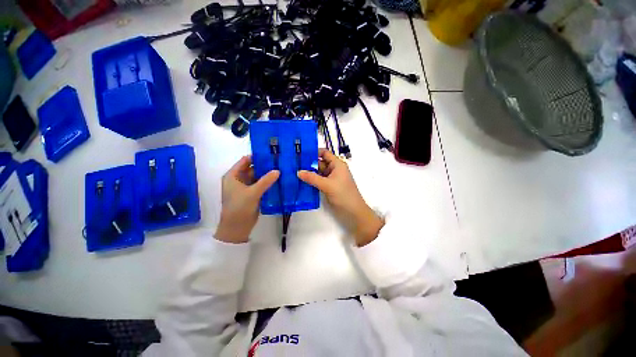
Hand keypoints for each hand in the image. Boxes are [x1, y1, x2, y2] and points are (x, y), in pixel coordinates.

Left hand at [215, 156, 279, 243]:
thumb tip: (278, 170)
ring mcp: (246, 187)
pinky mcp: (253, 194)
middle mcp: (239, 179)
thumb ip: (265, 181)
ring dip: (268, 174)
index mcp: (233, 176)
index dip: (257, 156)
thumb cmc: (239, 208)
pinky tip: (279, 180)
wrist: (237, 228)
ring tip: (281, 169)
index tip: (270, 153)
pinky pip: (261, 185)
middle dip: (265, 165)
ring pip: (258, 177)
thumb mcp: (252, 193)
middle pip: (253, 168)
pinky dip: (268, 182)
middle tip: (279, 161)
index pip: (245, 161)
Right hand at [298, 149, 383, 245]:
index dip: (314, 152)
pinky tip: (301, 181)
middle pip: (320, 163)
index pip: (324, 153)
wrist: (353, 212)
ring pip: (318, 172)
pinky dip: (311, 180)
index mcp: (337, 164)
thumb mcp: (327, 185)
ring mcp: (331, 178)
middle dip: (308, 163)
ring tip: (294, 172)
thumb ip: (312, 178)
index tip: (300, 153)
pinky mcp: (329, 186)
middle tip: (293, 164)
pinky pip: (318, 180)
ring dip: (309, 173)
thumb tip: (298, 172)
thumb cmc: (343, 194)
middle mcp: (334, 169)